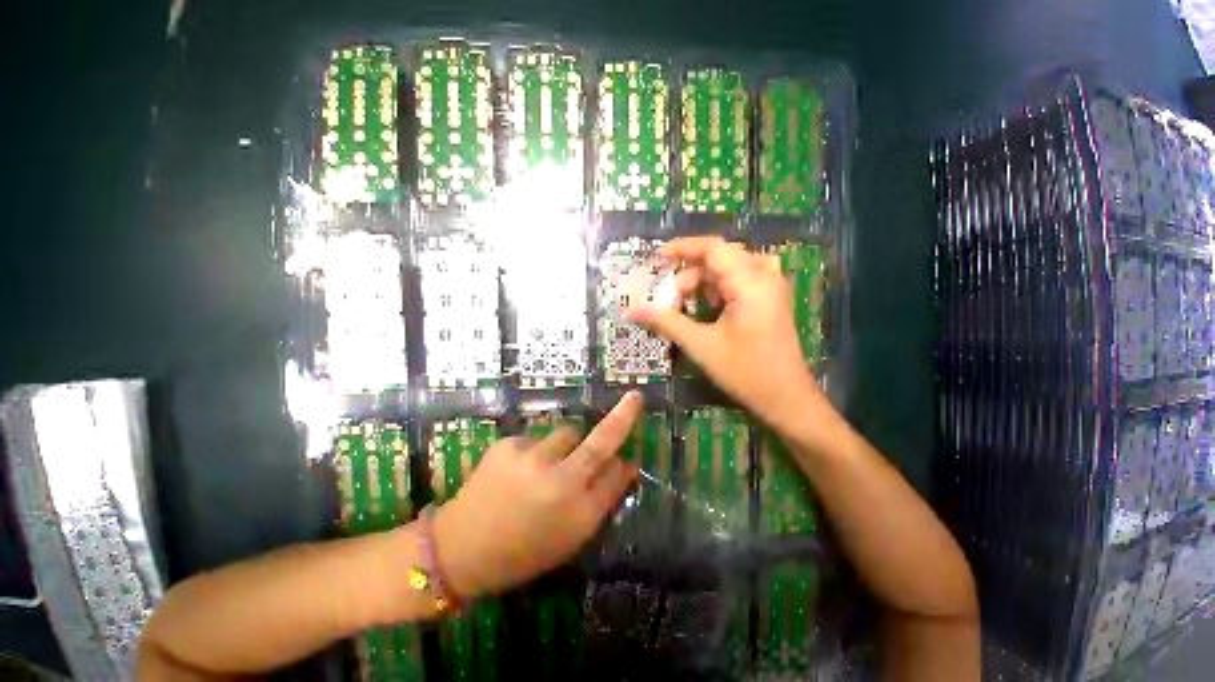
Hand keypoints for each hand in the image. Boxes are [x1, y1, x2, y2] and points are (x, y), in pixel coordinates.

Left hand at [433, 392, 642, 598]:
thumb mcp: (570, 540)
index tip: (631, 457)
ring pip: (565, 435)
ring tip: (546, 468)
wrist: (465, 546)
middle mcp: (562, 482)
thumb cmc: (523, 555)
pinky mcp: (507, 446)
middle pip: (600, 443)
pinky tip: (518, 473)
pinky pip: (534, 440)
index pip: (616, 477)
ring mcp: (533, 459)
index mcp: (583, 513)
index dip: (625, 466)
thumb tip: (620, 470)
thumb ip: (598, 505)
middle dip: (621, 418)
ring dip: (567, 446)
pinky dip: (534, 452)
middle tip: (634, 400)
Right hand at [628, 236, 822, 427]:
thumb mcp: (702, 346)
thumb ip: (667, 322)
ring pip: (730, 268)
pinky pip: (742, 279)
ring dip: (705, 282)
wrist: (787, 397)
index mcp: (750, 280)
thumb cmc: (746, 372)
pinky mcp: (773, 297)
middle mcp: (764, 274)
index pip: (712, 248)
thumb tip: (631, 310)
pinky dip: (721, 288)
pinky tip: (708, 309)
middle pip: (720, 257)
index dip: (682, 248)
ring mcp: (772, 285)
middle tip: (669, 297)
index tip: (656, 259)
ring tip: (685, 306)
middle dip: (690, 272)